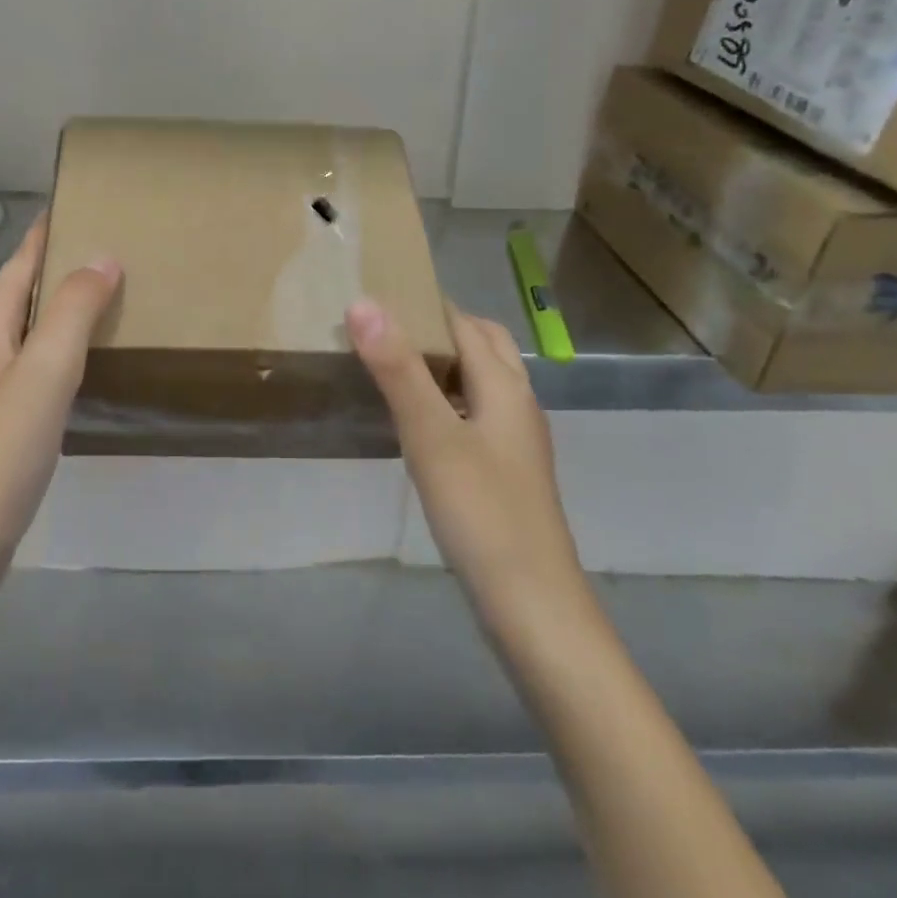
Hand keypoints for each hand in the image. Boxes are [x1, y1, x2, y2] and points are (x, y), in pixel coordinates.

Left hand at [0, 215, 120, 582]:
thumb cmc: (2, 446)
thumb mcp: (45, 369)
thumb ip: (74, 309)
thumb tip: (103, 256)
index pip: (24, 258)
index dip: (50, 230)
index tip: (86, 203)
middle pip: (28, 287)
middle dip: (66, 264)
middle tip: (119, 246)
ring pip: (35, 324)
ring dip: (68, 305)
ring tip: (115, 293)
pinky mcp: (2, 415)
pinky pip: (39, 359)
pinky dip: (67, 345)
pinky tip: (92, 357)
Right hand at [345, 298, 583, 614]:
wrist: (533, 607)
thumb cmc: (482, 513)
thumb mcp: (432, 436)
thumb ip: (398, 369)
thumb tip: (363, 303)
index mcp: (505, 387)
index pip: (466, 322)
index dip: (427, 301)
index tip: (379, 290)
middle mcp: (517, 405)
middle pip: (484, 346)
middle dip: (441, 327)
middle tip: (385, 326)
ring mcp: (515, 442)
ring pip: (481, 382)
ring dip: (444, 363)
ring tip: (392, 365)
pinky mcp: (506, 473)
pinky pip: (475, 415)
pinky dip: (447, 400)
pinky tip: (417, 424)